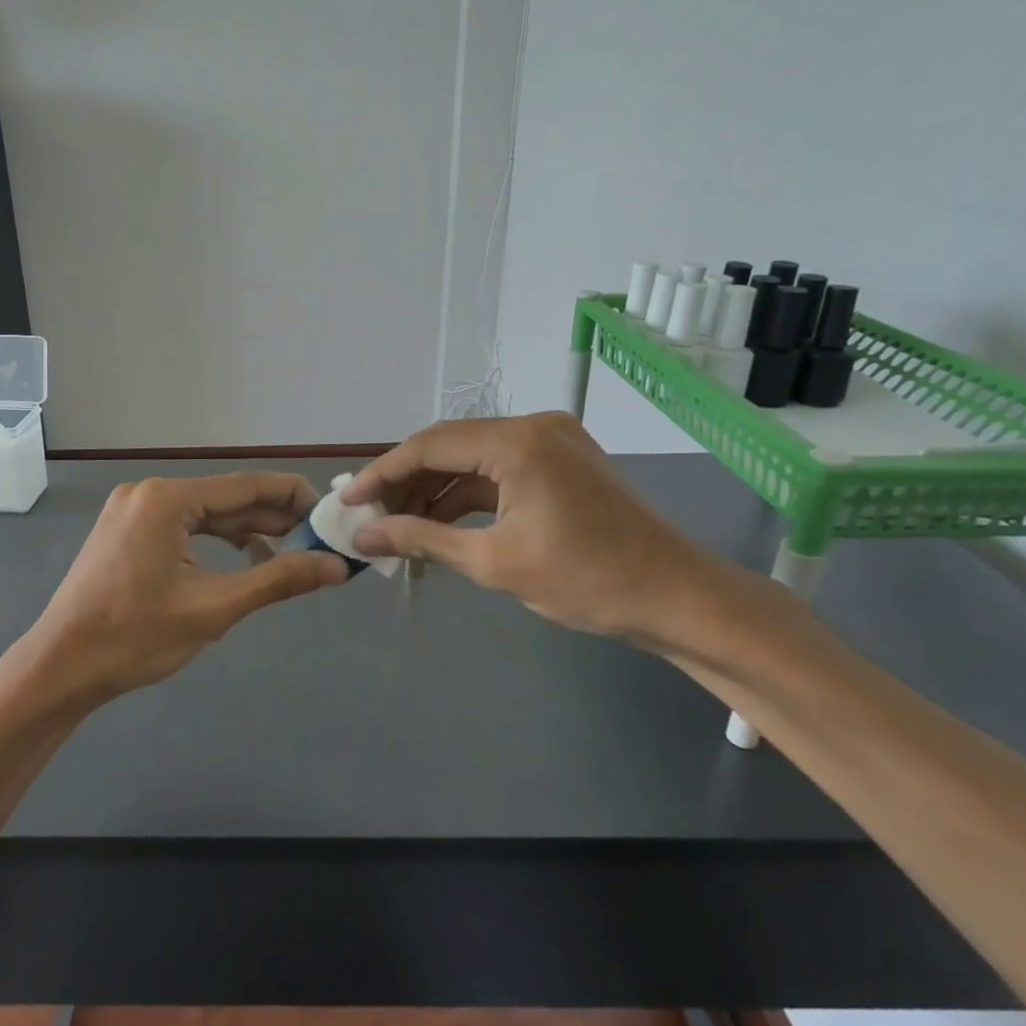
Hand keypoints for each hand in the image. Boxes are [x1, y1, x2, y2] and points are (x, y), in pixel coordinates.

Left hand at [17, 472, 346, 704]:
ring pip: (204, 513)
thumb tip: (335, 567)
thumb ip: (277, 579)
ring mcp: (132, 511)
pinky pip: (183, 526)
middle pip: (224, 498)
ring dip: (245, 531)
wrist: (60, 668)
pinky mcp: (126, 532)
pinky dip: (215, 541)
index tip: (327, 511)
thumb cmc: (134, 637)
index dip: (291, 496)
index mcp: (166, 499)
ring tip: (289, 552)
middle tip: (316, 537)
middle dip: (270, 517)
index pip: (244, 486)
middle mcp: (148, 492)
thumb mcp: (214, 608)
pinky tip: (243, 560)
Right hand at [342, 413, 737, 650]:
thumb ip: (421, 540)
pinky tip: (440, 523)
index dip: (382, 473)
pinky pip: (499, 471)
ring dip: (435, 491)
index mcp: (516, 441)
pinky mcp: (562, 461)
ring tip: (399, 526)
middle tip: (371, 520)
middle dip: (406, 483)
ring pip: (473, 460)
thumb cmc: (585, 581)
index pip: (429, 445)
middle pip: (449, 447)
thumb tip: (363, 538)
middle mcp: (533, 426)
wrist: (678, 598)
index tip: (348, 501)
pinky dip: (468, 496)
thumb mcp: (494, 562)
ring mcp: (551, 441)